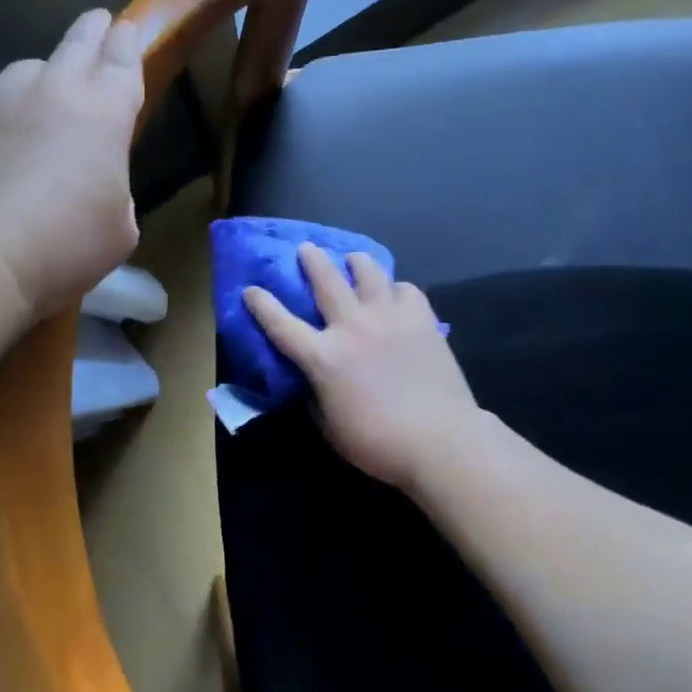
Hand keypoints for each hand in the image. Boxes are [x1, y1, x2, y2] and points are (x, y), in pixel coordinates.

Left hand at [0, 8, 144, 322]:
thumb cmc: (62, 243)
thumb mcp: (118, 230)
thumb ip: (115, 193)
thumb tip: (95, 186)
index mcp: (103, 111)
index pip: (122, 59)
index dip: (128, 42)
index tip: (127, 28)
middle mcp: (51, 89)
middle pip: (77, 43)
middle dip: (92, 31)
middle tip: (98, 22)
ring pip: (27, 71)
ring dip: (42, 78)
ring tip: (41, 102)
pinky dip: (0, 114)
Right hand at [244, 244, 480, 493]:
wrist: (440, 440)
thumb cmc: (378, 444)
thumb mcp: (330, 428)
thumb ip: (316, 398)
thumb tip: (313, 381)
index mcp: (324, 357)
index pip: (281, 325)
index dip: (262, 305)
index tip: (251, 289)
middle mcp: (352, 327)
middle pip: (326, 280)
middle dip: (311, 260)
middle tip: (306, 248)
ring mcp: (389, 317)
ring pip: (369, 273)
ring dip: (357, 262)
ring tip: (353, 259)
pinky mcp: (421, 319)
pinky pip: (406, 290)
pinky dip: (396, 289)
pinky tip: (395, 294)